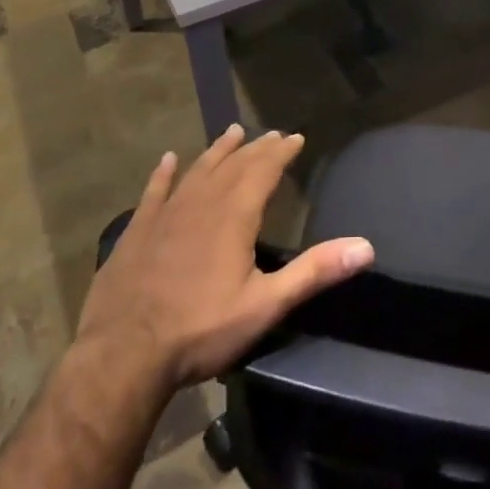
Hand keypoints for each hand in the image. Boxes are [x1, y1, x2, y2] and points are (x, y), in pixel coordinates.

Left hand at [74, 125, 374, 394]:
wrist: (122, 355)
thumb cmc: (200, 330)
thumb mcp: (266, 305)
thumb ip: (314, 272)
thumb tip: (366, 247)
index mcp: (234, 215)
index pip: (264, 170)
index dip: (281, 152)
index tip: (295, 137)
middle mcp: (202, 203)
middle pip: (233, 165)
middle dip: (256, 148)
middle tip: (271, 134)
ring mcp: (165, 214)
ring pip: (197, 171)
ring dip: (217, 151)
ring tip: (232, 133)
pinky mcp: (137, 231)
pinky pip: (154, 192)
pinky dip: (163, 174)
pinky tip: (167, 160)